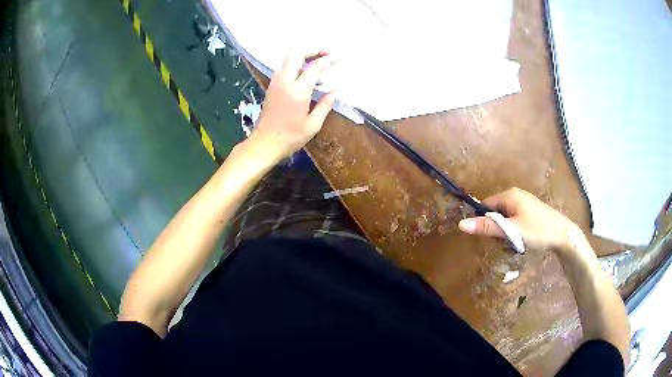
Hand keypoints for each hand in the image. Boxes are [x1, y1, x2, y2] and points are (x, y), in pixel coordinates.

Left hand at [252, 52, 336, 159]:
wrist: (264, 144)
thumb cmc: (290, 138)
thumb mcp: (313, 125)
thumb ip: (325, 105)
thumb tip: (335, 91)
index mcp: (297, 92)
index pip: (314, 68)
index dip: (328, 60)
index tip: (339, 56)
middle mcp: (284, 82)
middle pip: (297, 55)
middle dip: (313, 50)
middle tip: (326, 53)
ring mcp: (275, 83)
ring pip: (287, 58)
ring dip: (302, 54)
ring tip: (316, 58)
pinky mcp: (271, 87)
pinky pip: (283, 66)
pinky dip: (294, 62)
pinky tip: (303, 69)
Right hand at [458, 188, 583, 254]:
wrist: (563, 234)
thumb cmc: (537, 230)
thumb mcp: (511, 231)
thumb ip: (487, 227)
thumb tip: (461, 224)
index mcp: (509, 195)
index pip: (485, 206)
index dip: (484, 222)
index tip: (490, 237)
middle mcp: (515, 195)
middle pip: (495, 212)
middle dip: (497, 229)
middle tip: (506, 242)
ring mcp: (524, 202)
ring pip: (505, 218)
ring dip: (506, 232)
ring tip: (516, 243)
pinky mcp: (530, 211)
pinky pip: (514, 220)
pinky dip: (515, 231)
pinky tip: (523, 240)